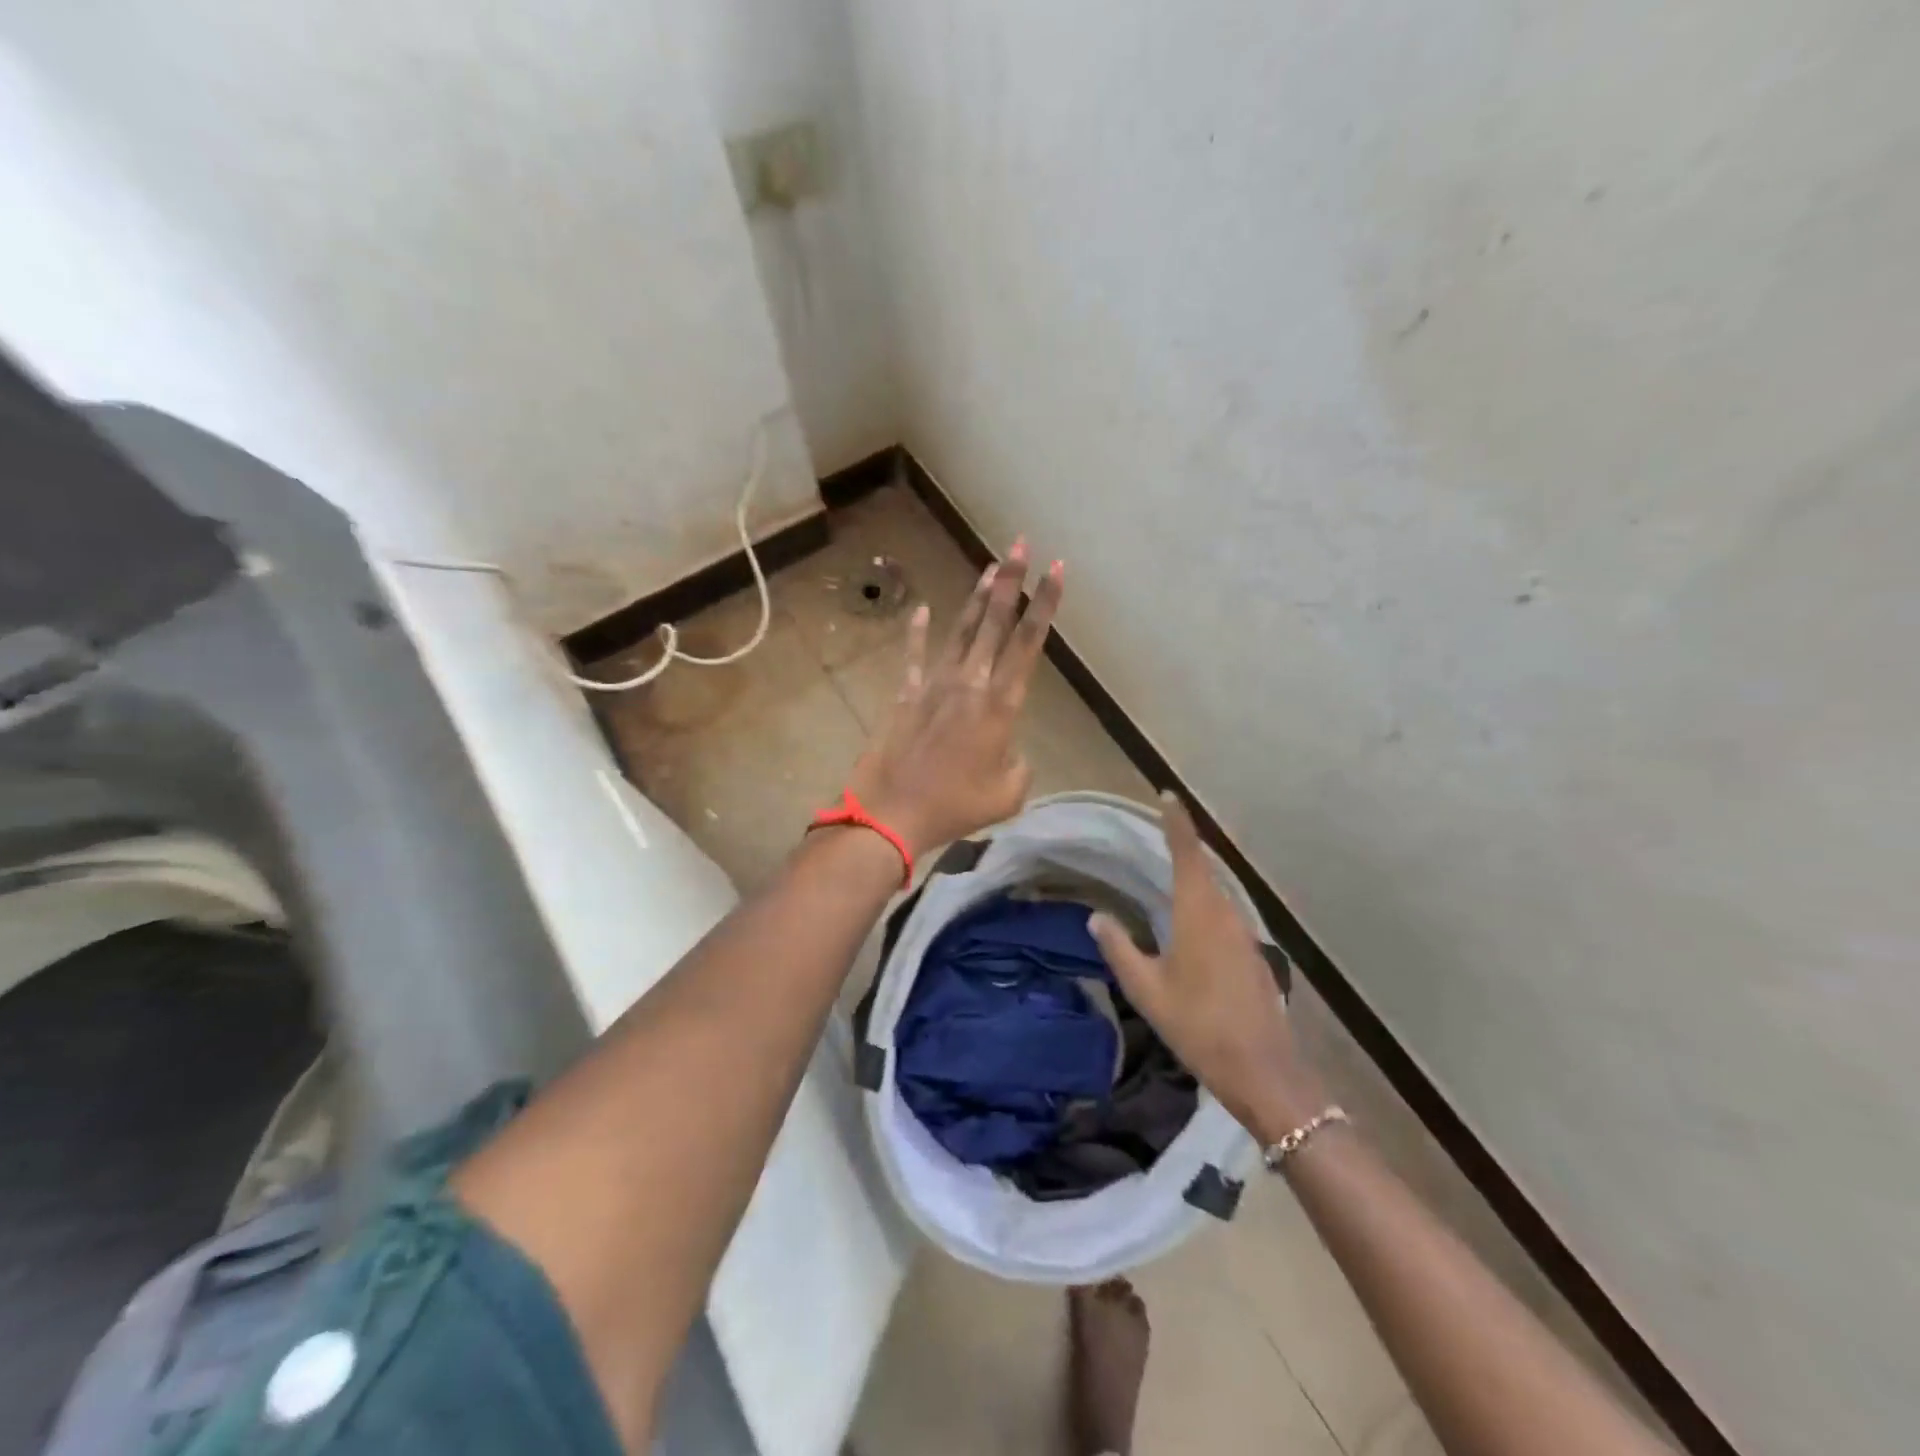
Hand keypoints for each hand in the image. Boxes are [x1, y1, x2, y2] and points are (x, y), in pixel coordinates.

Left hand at [846, 538, 1064, 857]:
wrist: (893, 812)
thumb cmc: (955, 807)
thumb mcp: (1007, 794)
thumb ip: (1018, 766)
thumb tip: (1009, 752)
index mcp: (1000, 705)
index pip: (1029, 643)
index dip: (1045, 604)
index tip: (1057, 569)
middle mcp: (970, 683)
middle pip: (994, 622)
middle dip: (1011, 581)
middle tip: (1020, 544)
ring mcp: (934, 684)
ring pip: (960, 631)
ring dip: (977, 598)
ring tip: (990, 567)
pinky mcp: (906, 694)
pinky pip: (914, 656)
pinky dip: (918, 632)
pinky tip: (923, 609)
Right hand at [1089, 793, 1326, 1142]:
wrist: (1262, 1070)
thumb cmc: (1198, 1025)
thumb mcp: (1146, 989)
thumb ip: (1119, 948)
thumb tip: (1097, 917)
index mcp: (1198, 912)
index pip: (1187, 853)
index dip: (1177, 822)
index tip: (1168, 795)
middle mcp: (1226, 913)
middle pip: (1204, 869)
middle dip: (1183, 847)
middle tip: (1159, 833)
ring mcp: (1245, 934)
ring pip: (1216, 893)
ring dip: (1194, 879)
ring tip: (1168, 875)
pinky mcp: (1253, 954)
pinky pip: (1224, 915)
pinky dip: (1205, 906)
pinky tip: (1190, 925)